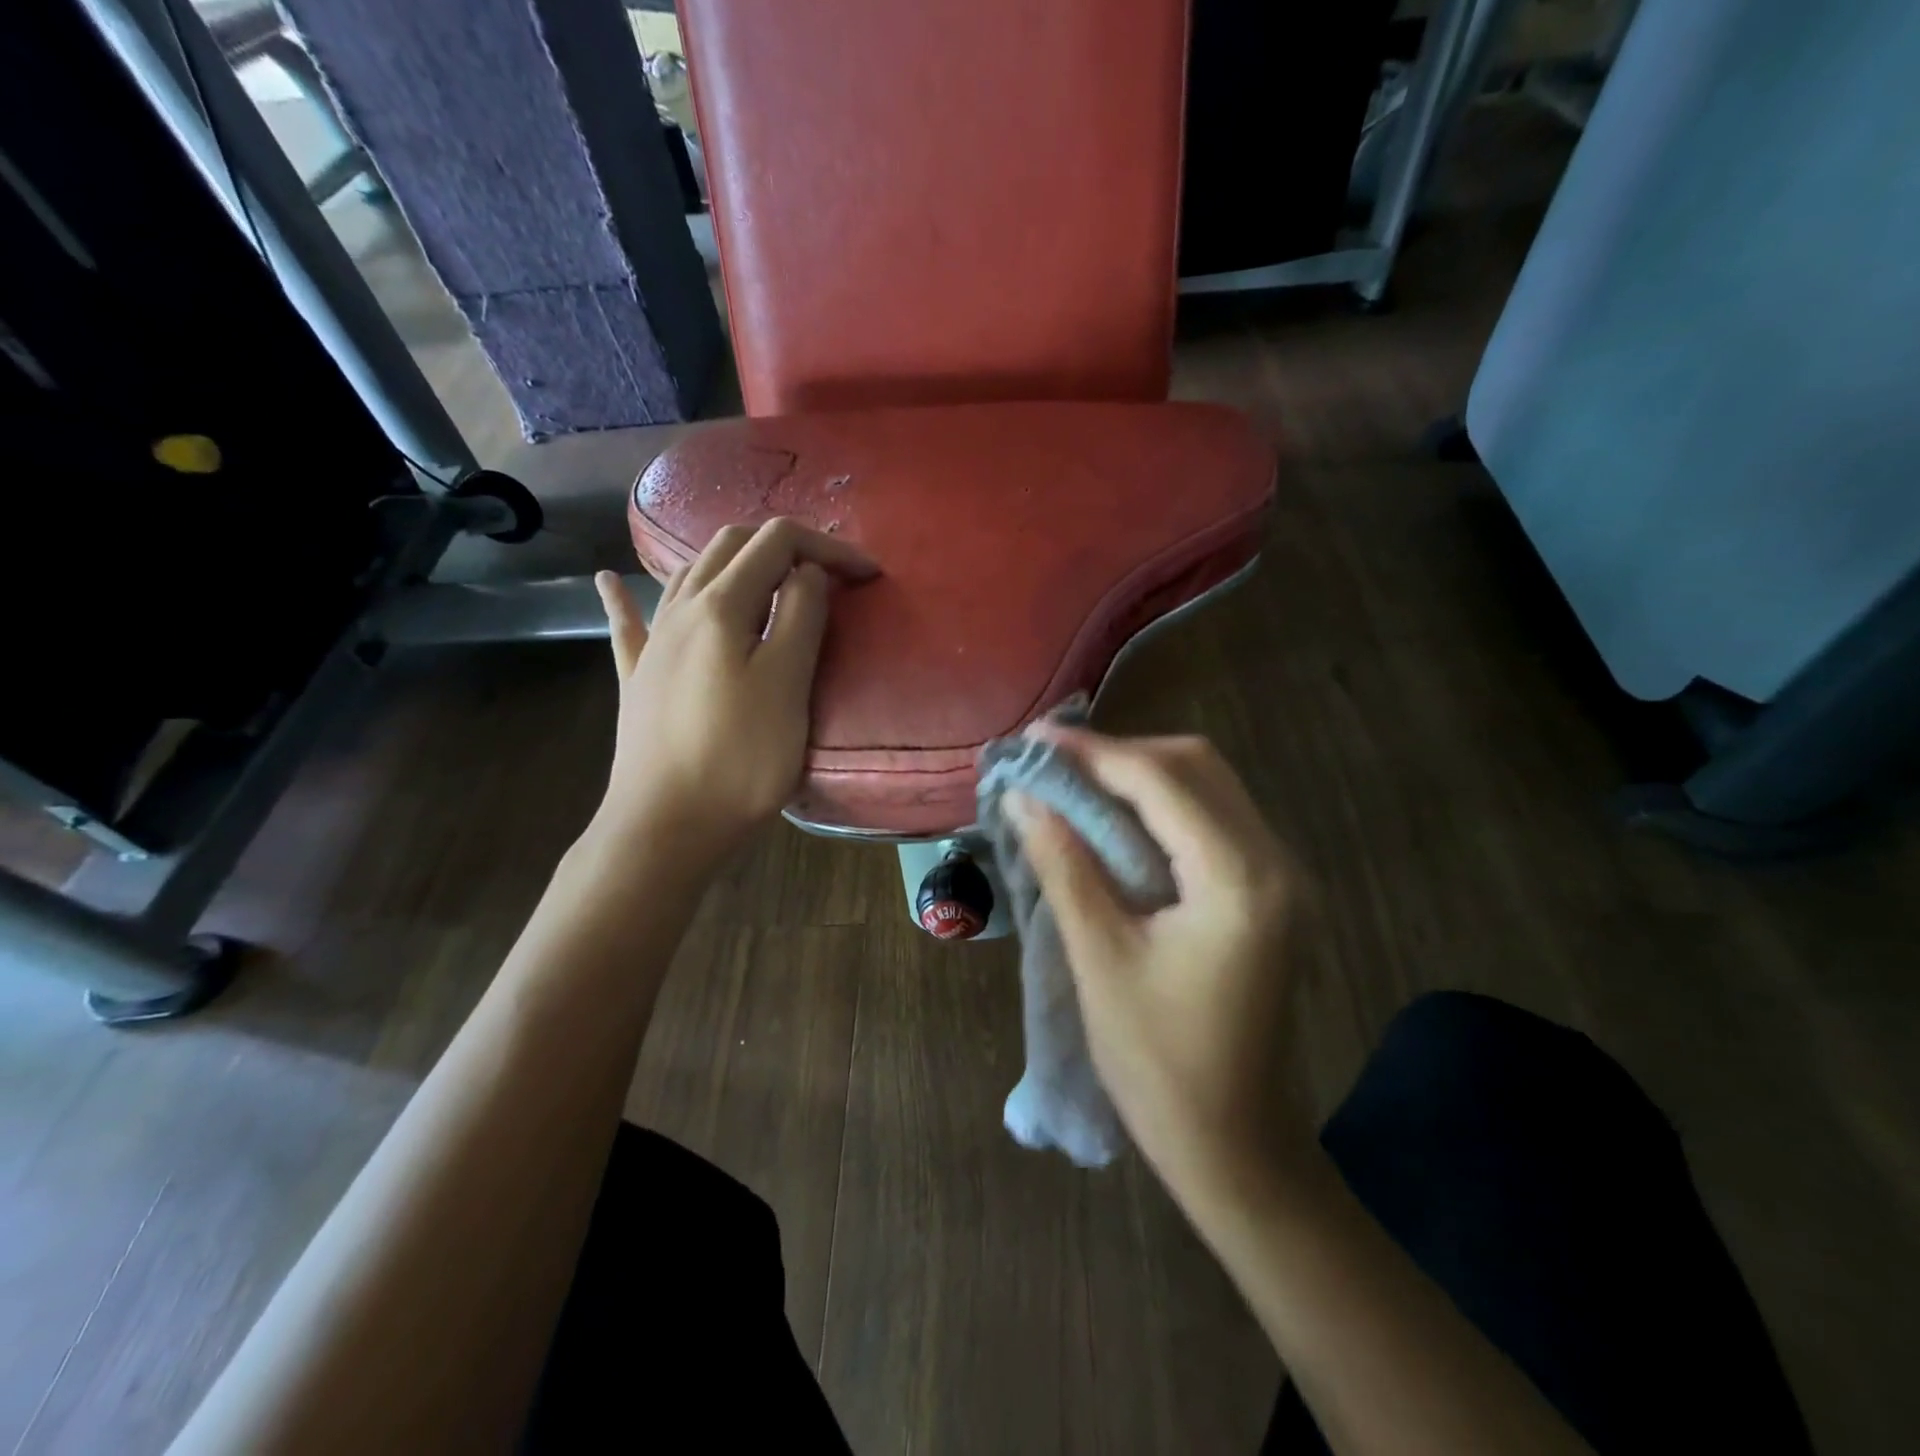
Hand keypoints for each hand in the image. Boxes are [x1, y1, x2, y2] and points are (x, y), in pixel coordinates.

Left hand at [590, 518, 876, 863]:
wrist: (666, 827)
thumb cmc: (738, 759)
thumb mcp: (787, 684)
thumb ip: (801, 616)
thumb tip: (806, 571)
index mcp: (721, 605)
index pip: (777, 542)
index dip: (828, 547)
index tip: (868, 577)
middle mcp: (681, 609)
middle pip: (731, 545)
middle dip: (786, 546)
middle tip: (829, 576)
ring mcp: (653, 643)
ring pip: (689, 573)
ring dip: (736, 561)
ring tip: (772, 578)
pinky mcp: (638, 678)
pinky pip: (631, 621)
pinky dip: (627, 595)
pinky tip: (608, 580)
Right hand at [1009, 730, 1310, 1207]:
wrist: (1235, 1146)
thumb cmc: (1159, 1064)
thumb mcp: (1100, 959)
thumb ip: (1064, 865)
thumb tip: (1024, 798)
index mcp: (1239, 880)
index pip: (1161, 781)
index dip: (1093, 753)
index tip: (1034, 739)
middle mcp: (1276, 862)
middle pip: (1196, 767)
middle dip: (1120, 754)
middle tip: (1052, 762)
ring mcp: (1281, 876)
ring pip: (1208, 787)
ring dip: (1141, 774)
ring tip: (1074, 781)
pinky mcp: (1269, 892)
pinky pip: (1213, 819)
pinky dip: (1161, 804)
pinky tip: (1115, 817)